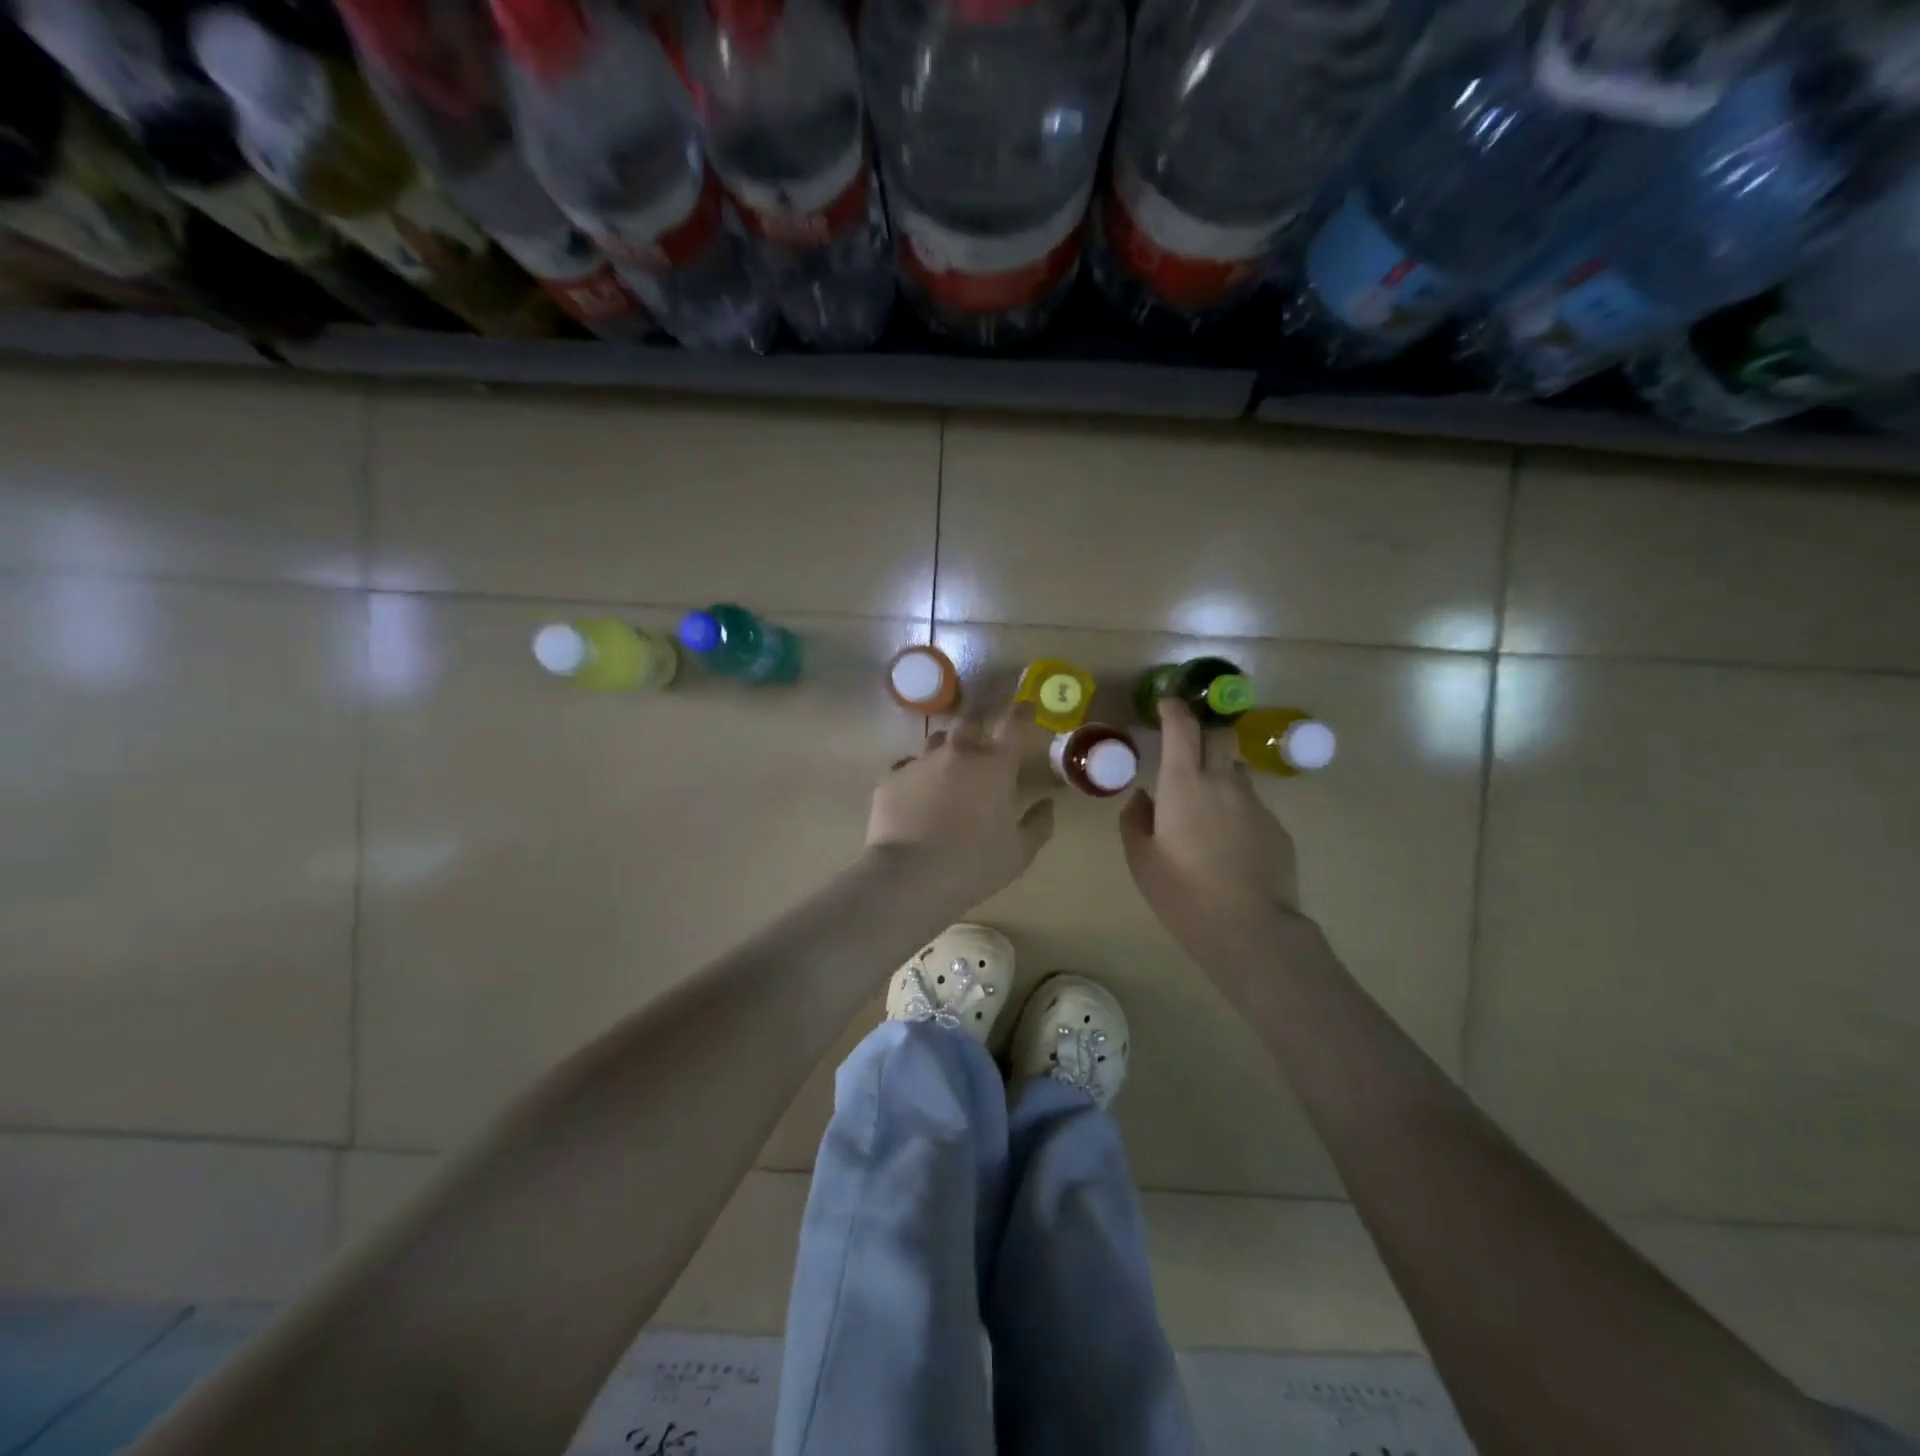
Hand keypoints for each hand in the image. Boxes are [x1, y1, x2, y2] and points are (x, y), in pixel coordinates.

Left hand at [867, 702, 1055, 911]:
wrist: (910, 876)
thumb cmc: (974, 865)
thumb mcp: (1019, 853)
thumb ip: (1038, 824)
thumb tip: (1047, 804)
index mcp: (994, 766)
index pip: (1014, 725)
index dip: (1022, 712)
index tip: (1025, 705)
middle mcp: (957, 754)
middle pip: (970, 720)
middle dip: (979, 721)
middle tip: (982, 734)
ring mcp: (920, 763)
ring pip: (935, 741)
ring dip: (947, 748)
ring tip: (948, 768)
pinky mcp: (891, 779)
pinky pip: (907, 768)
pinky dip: (917, 776)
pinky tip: (916, 797)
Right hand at [1121, 698, 1303, 993]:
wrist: (1249, 929)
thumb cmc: (1183, 893)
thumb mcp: (1141, 860)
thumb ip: (1136, 820)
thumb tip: (1144, 798)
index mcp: (1183, 784)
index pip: (1182, 727)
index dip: (1174, 710)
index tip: (1166, 705)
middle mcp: (1222, 782)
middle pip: (1219, 735)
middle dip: (1203, 731)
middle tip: (1186, 747)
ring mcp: (1255, 803)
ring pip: (1235, 770)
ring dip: (1218, 773)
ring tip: (1204, 805)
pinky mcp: (1275, 826)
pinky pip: (1250, 804)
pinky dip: (1234, 809)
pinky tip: (1227, 842)